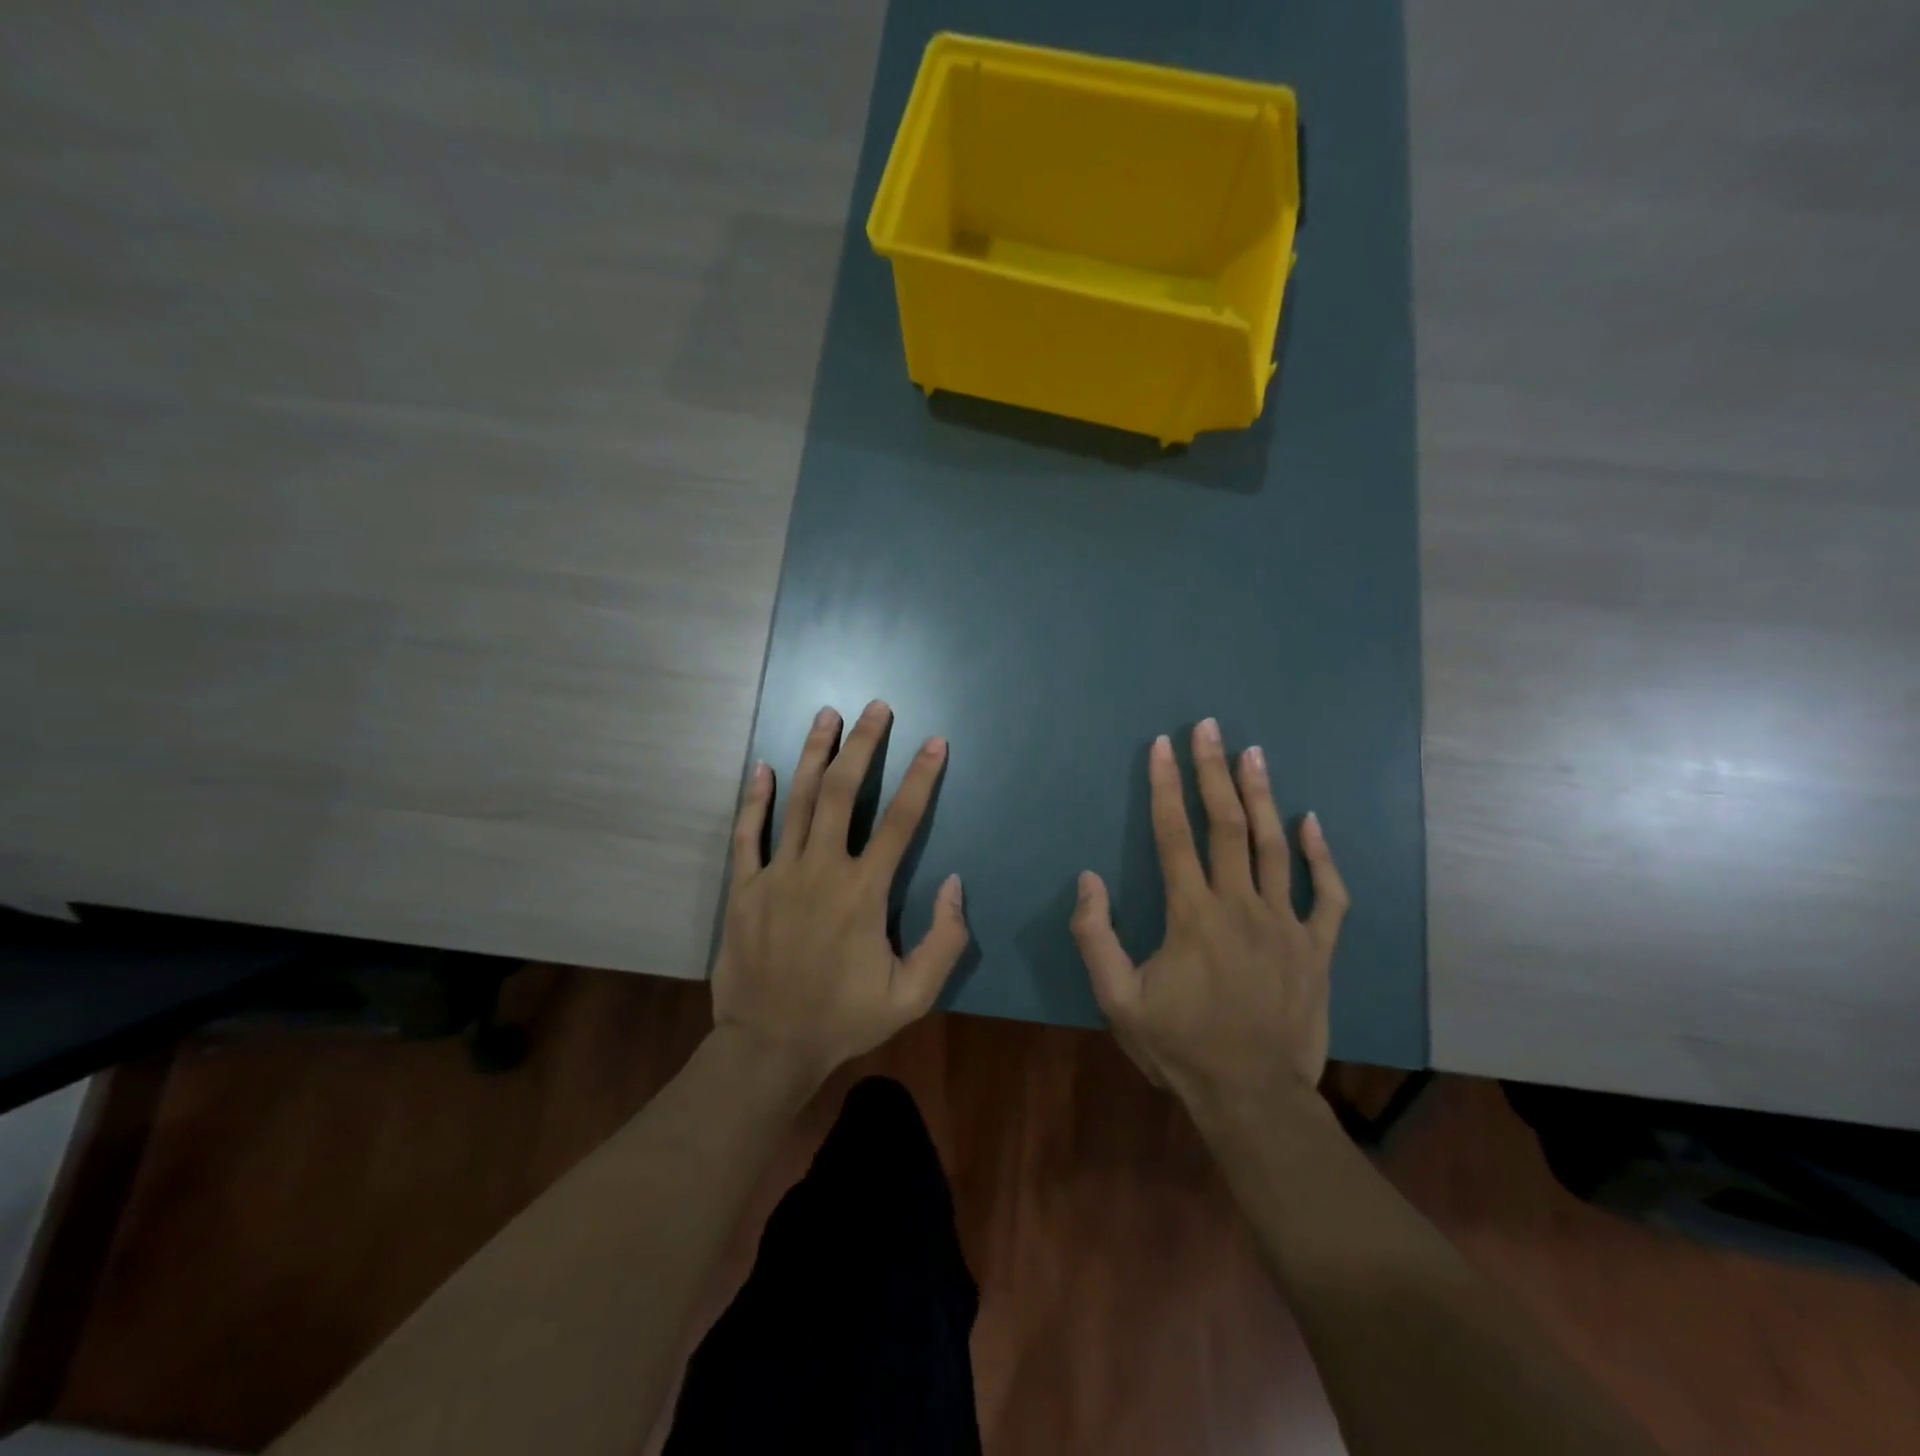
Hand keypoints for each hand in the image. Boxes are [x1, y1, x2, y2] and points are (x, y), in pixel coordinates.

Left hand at [712, 700, 969, 1087]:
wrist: (768, 1047)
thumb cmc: (844, 1019)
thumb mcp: (912, 995)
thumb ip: (945, 941)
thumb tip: (956, 884)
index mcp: (863, 893)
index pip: (901, 822)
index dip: (920, 778)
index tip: (934, 742)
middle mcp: (821, 870)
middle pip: (843, 793)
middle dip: (863, 745)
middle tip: (876, 707)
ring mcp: (777, 875)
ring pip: (797, 800)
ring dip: (814, 754)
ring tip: (826, 714)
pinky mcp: (743, 888)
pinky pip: (747, 833)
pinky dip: (755, 798)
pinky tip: (763, 766)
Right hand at [1070, 718, 1348, 1109]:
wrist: (1253, 1097)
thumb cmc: (1180, 1046)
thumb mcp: (1117, 1000)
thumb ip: (1096, 936)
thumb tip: (1087, 878)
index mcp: (1192, 915)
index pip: (1174, 834)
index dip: (1165, 785)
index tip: (1162, 746)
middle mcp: (1240, 906)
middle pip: (1226, 824)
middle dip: (1213, 771)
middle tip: (1209, 728)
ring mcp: (1285, 924)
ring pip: (1274, 846)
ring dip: (1262, 796)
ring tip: (1254, 754)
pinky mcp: (1316, 948)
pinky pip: (1326, 893)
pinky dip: (1321, 855)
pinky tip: (1310, 821)